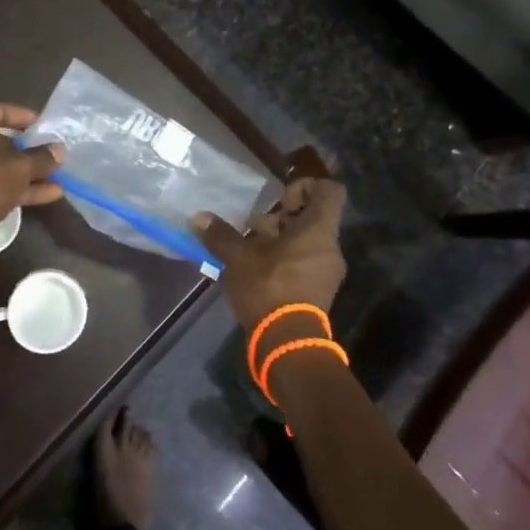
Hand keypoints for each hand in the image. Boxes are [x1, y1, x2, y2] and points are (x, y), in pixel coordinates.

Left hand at [0, 104, 64, 250]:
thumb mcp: (19, 167)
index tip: (46, 127)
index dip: (25, 117)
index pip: (0, 110)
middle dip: (30, 151)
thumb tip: (59, 150)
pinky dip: (17, 189)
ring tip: (59, 179)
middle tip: (54, 155)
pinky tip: (47, 196)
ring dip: (28, 174)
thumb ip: (41, 157)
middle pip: (0, 142)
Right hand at [190, 178, 347, 330]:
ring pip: (305, 243)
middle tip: (254, 230)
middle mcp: (329, 248)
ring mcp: (326, 272)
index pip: (330, 191)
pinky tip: (256, 272)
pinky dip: (282, 261)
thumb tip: (199, 217)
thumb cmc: (269, 288)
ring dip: (278, 242)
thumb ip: (221, 236)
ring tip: (248, 252)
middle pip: (311, 219)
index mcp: (319, 231)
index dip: (307, 186)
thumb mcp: (239, 258)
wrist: (287, 342)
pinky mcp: (318, 292)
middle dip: (280, 220)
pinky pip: (303, 264)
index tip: (281, 200)